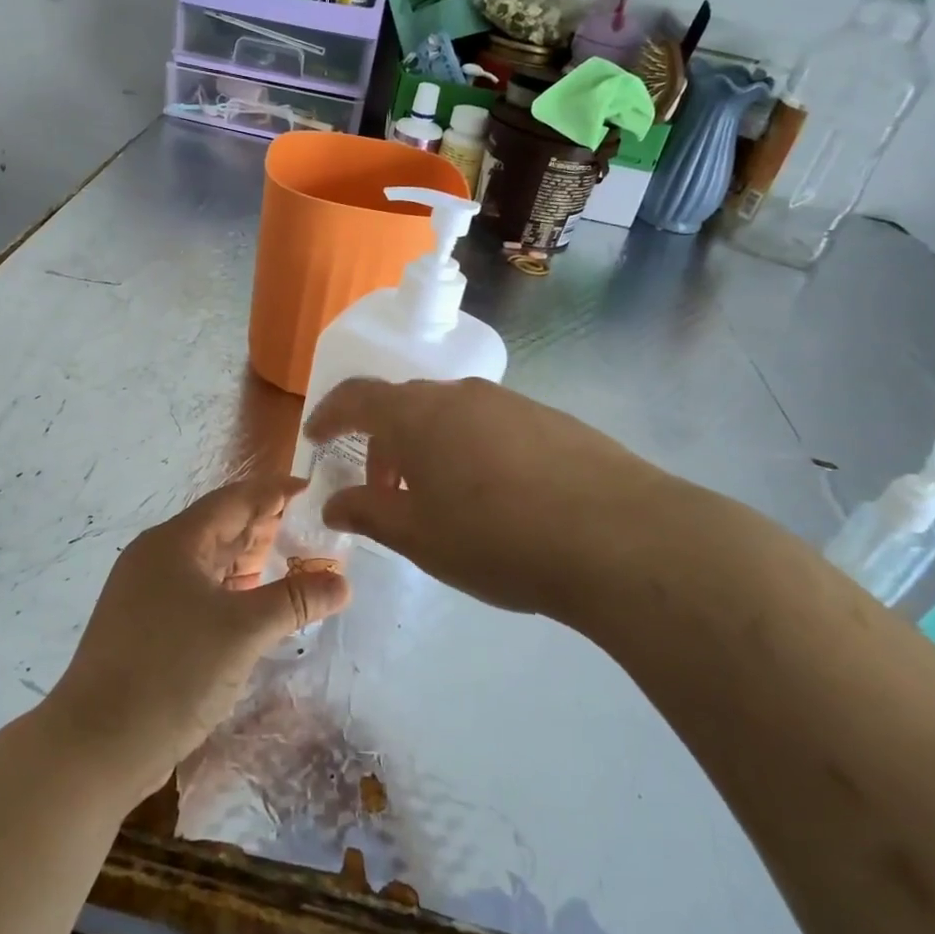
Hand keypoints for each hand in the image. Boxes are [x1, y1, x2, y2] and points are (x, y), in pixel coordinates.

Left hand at [46, 477, 352, 794]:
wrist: (94, 748)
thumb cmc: (171, 673)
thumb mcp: (243, 631)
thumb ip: (295, 600)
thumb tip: (343, 582)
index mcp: (174, 542)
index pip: (233, 499)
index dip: (273, 491)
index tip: (311, 488)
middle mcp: (157, 557)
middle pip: (219, 527)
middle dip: (264, 525)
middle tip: (311, 527)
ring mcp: (147, 593)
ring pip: (208, 562)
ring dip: (248, 560)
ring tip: (292, 560)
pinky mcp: (145, 626)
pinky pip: (197, 591)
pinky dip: (230, 590)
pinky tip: (255, 603)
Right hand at [304, 378, 679, 627]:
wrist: (619, 537)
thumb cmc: (496, 538)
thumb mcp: (419, 536)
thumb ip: (368, 513)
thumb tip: (332, 503)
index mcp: (417, 415)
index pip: (356, 397)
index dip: (329, 415)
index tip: (315, 439)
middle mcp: (460, 395)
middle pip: (404, 408)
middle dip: (382, 446)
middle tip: (381, 494)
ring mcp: (509, 402)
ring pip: (449, 417)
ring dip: (428, 451)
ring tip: (438, 501)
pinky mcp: (550, 419)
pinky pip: (490, 427)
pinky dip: (470, 452)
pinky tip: (493, 498)